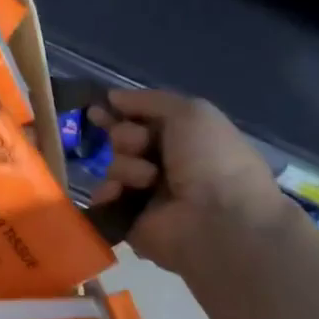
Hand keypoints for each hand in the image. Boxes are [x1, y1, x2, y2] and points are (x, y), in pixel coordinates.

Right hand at [88, 87, 294, 275]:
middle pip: (122, 139)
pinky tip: (120, 193)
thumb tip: (112, 96)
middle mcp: (164, 165)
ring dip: (126, 167)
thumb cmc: (212, 161)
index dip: (119, 112)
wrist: (221, 221)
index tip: (97, 109)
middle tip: (142, 146)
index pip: (141, 120)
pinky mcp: (129, 219)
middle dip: (126, 137)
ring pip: (113, 166)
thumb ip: (149, 100)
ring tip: (147, 180)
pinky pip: (104, 197)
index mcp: (183, 140)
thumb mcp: (191, 113)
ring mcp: (145, 194)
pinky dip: (109, 192)